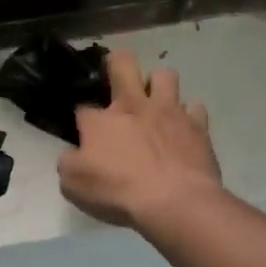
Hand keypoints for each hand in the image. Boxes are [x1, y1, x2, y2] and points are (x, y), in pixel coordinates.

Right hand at [58, 51, 224, 229]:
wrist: (176, 203)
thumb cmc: (119, 192)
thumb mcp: (73, 184)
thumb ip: (68, 163)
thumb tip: (72, 154)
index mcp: (100, 120)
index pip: (83, 109)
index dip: (82, 121)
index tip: (85, 135)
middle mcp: (133, 106)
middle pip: (123, 63)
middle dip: (117, 63)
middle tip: (116, 78)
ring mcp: (168, 112)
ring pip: (164, 75)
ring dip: (158, 84)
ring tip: (156, 103)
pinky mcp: (197, 126)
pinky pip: (195, 108)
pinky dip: (189, 115)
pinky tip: (184, 128)